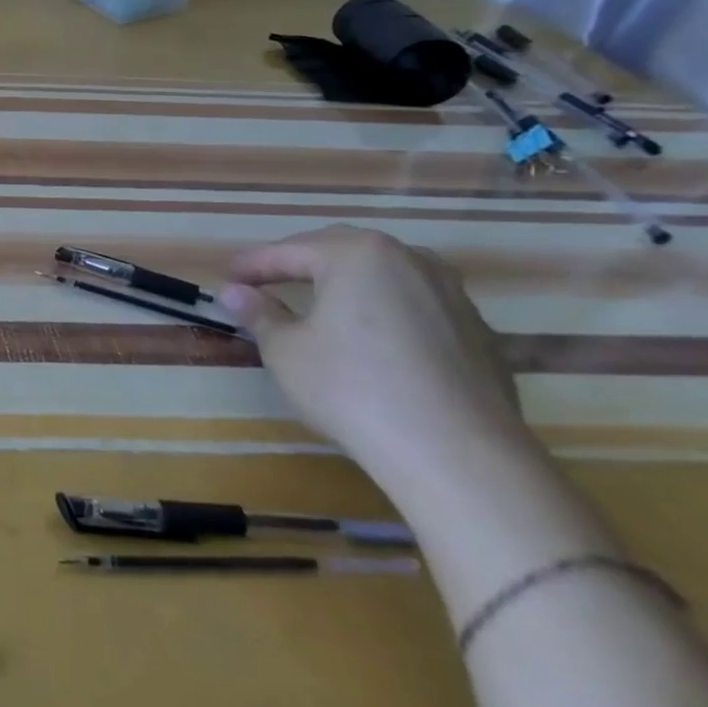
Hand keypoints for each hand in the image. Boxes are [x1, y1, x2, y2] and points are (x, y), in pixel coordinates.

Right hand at [217, 225, 528, 490]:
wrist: (459, 455)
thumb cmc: (353, 388)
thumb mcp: (286, 351)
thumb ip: (259, 314)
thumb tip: (233, 293)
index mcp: (357, 254)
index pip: (289, 251)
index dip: (253, 265)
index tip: (227, 277)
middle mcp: (410, 260)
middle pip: (341, 253)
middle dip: (302, 264)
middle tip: (268, 281)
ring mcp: (453, 295)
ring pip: (385, 277)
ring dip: (349, 285)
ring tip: (322, 304)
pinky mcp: (479, 334)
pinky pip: (417, 308)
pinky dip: (386, 313)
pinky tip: (373, 341)